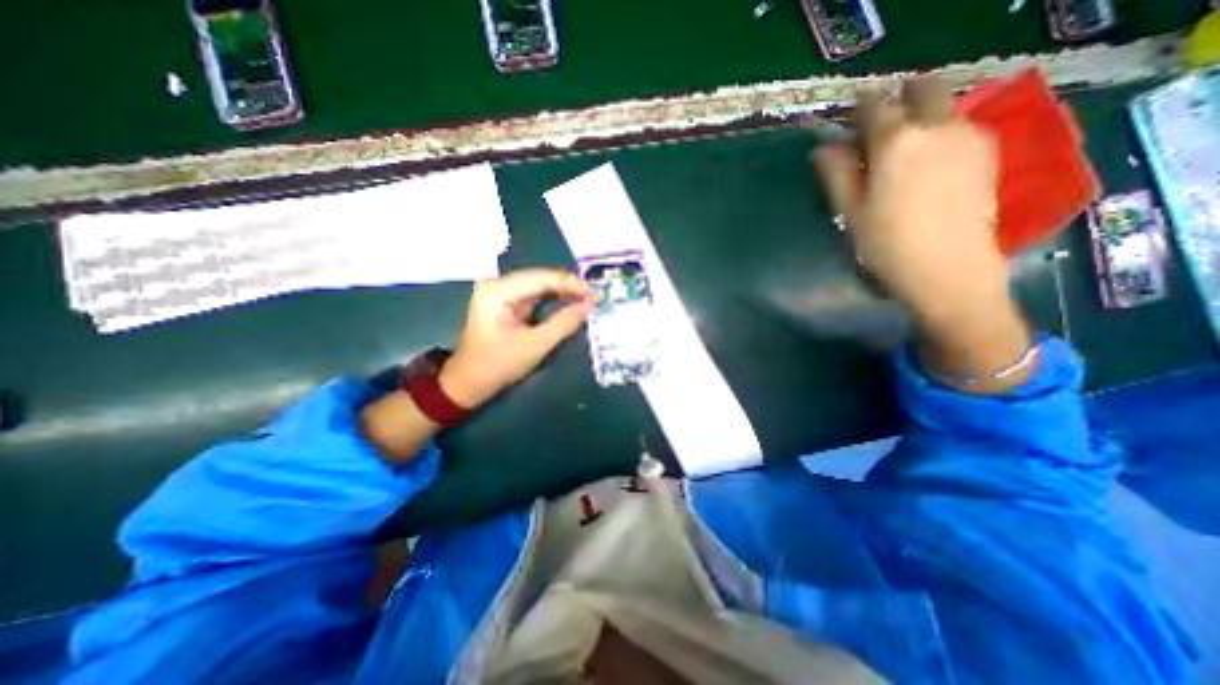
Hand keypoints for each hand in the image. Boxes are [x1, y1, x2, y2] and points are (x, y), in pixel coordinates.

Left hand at [441, 267, 598, 405]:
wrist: (468, 384)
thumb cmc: (497, 365)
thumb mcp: (534, 346)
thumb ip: (563, 323)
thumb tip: (589, 305)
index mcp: (498, 290)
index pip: (542, 278)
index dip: (572, 284)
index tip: (595, 295)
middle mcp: (498, 285)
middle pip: (541, 279)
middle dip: (570, 288)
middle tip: (595, 299)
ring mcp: (502, 294)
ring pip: (541, 287)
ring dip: (564, 294)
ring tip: (589, 301)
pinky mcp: (507, 304)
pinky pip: (536, 297)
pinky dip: (554, 302)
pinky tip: (572, 304)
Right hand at [812, 74, 1004, 321]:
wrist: (947, 268)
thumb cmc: (886, 244)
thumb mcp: (850, 211)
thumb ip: (836, 173)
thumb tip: (824, 149)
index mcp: (896, 141)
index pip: (874, 106)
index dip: (859, 110)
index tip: (849, 124)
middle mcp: (937, 126)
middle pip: (922, 88)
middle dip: (899, 99)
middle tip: (878, 130)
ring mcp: (968, 135)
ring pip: (943, 107)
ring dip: (920, 117)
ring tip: (901, 153)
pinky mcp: (987, 150)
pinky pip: (959, 125)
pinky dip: (940, 132)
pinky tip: (928, 165)